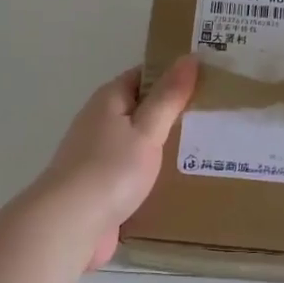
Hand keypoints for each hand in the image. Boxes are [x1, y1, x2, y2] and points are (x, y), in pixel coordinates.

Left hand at [33, 58, 198, 269]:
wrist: (69, 225)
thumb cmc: (111, 170)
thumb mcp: (147, 129)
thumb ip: (169, 96)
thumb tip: (189, 57)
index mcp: (109, 100)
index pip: (144, 76)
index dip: (173, 75)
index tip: (207, 81)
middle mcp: (99, 122)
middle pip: (141, 109)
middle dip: (172, 113)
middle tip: (213, 117)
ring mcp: (97, 156)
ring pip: (137, 142)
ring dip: (163, 146)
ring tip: (204, 150)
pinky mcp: (99, 187)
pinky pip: (132, 171)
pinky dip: (152, 173)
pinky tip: (177, 182)